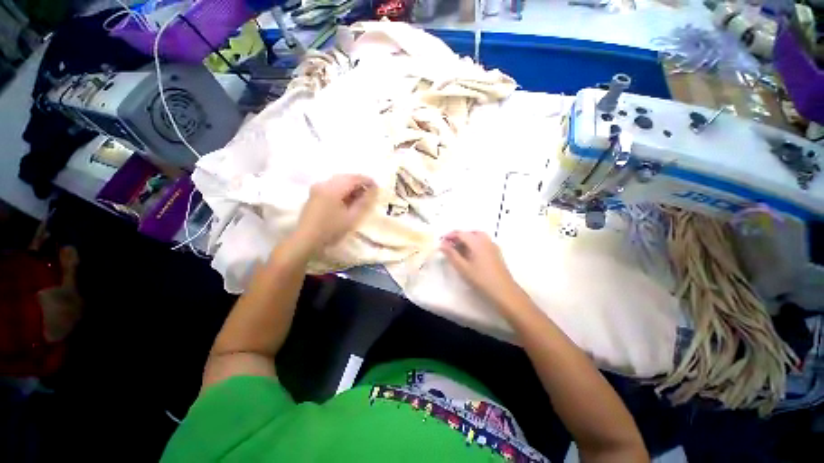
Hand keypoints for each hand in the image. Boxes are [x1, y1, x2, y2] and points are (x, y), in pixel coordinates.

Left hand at [295, 174, 376, 249]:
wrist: (306, 239)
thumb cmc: (331, 229)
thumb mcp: (351, 217)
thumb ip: (363, 202)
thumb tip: (372, 192)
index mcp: (333, 188)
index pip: (354, 178)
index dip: (367, 181)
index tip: (377, 187)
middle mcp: (324, 183)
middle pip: (346, 177)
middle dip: (359, 183)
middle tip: (370, 192)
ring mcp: (317, 188)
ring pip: (339, 181)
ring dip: (351, 186)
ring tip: (360, 196)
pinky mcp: (314, 194)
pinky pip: (332, 186)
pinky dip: (342, 190)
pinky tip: (347, 199)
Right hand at [440, 231, 525, 308]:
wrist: (504, 291)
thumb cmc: (481, 280)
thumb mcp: (463, 267)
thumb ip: (451, 254)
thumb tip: (442, 244)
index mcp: (477, 242)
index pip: (461, 233)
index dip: (449, 235)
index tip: (441, 241)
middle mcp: (486, 240)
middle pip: (470, 233)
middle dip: (458, 237)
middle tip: (449, 245)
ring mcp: (493, 246)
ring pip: (477, 237)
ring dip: (466, 240)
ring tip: (458, 250)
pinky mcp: (496, 252)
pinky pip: (483, 242)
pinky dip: (474, 244)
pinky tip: (470, 254)